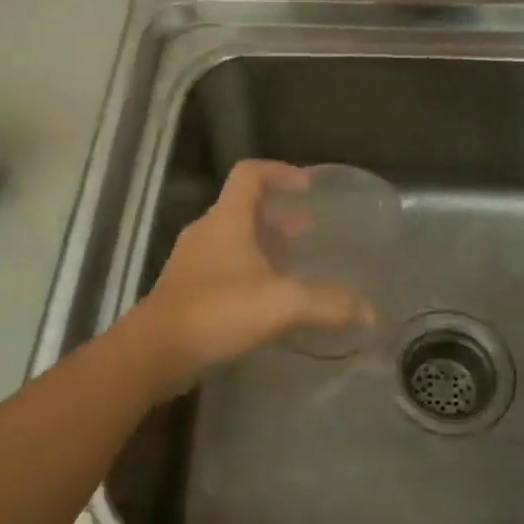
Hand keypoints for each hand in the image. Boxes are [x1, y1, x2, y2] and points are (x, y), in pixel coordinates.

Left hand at [128, 160, 364, 398]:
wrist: (155, 351)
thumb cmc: (218, 312)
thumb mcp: (282, 305)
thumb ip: (328, 304)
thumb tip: (368, 312)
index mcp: (226, 220)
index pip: (250, 174)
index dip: (279, 172)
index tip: (307, 186)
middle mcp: (206, 232)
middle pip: (242, 207)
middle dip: (278, 214)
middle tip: (308, 230)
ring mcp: (192, 261)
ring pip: (232, 238)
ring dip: (263, 243)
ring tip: (292, 263)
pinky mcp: (186, 289)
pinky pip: (223, 266)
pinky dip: (248, 269)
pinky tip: (266, 299)